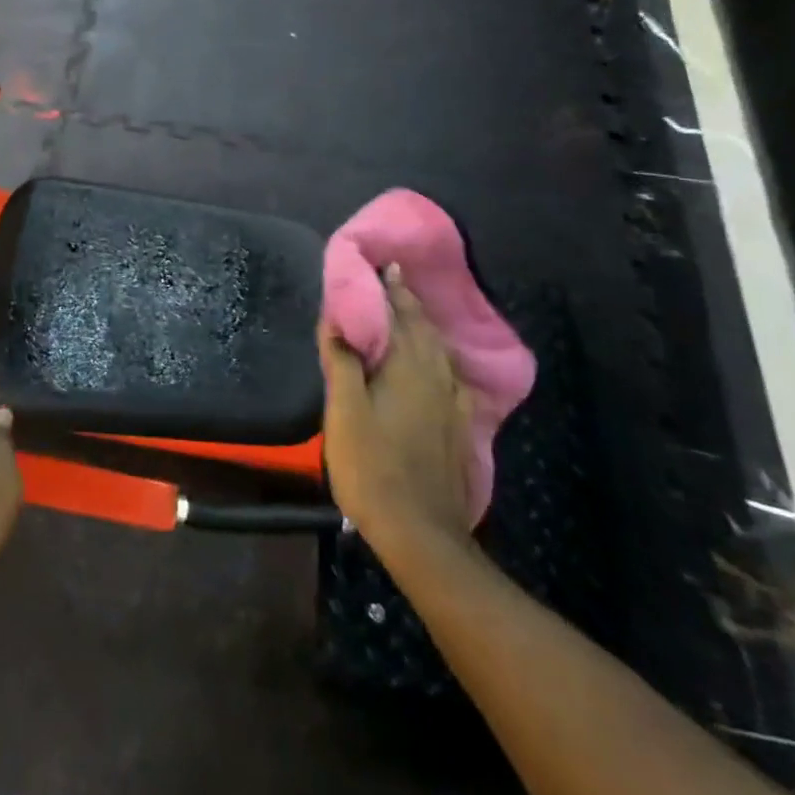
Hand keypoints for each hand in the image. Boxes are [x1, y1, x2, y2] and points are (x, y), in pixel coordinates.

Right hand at [318, 265, 473, 563]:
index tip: (386, 264)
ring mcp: (452, 404)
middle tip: (397, 280)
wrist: (419, 531)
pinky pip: (450, 375)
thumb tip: (337, 319)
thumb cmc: (372, 466)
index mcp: (407, 368)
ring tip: (413, 314)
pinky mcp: (457, 427)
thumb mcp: (344, 412)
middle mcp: (436, 377)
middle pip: (424, 329)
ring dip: (426, 327)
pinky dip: (439, 357)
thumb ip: (342, 363)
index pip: (400, 316)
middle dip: (410, 302)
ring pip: (441, 351)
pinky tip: (438, 366)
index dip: (392, 289)